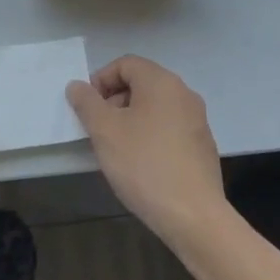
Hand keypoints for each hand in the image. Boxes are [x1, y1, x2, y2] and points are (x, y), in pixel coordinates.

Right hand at [67, 56, 229, 251]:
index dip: (100, 80)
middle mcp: (184, 94)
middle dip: (114, 100)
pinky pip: (168, 128)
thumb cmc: (143, 164)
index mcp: (161, 83)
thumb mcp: (104, 131)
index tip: (88, 108)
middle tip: (98, 128)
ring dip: (130, 119)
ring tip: (116, 148)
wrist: (192, 215)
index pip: (125, 64)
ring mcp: (197, 121)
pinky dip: (150, 135)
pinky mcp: (202, 146)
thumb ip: (87, 102)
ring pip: (154, 107)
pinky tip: (140, 163)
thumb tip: (78, 86)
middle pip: (141, 83)